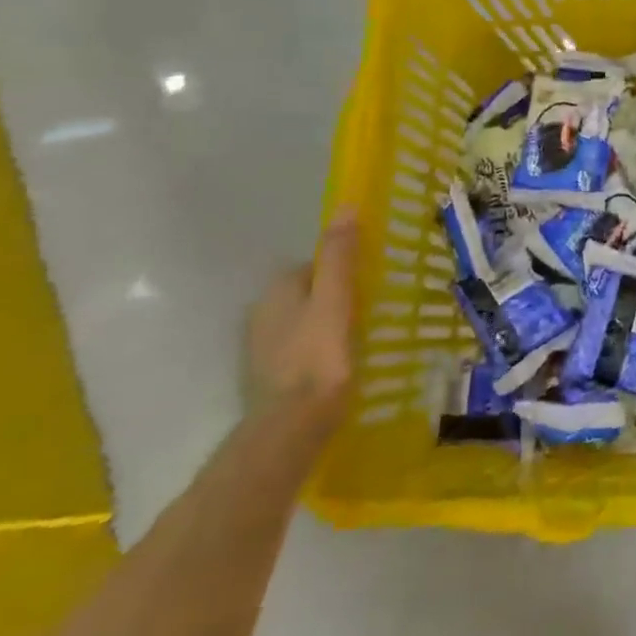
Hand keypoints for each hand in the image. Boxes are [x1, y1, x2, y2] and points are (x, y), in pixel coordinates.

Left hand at [246, 210, 358, 425]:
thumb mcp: (335, 300)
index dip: (343, 269)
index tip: (372, 280)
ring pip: (304, 322)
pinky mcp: (270, 377)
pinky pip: (301, 349)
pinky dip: (320, 350)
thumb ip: (339, 257)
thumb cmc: (318, 357)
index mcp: (278, 291)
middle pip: (308, 293)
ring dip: (328, 323)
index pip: (314, 265)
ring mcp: (263, 349)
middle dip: (335, 296)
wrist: (291, 428)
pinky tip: (342, 363)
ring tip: (363, 335)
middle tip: (373, 307)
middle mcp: (263, 314)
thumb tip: (346, 207)